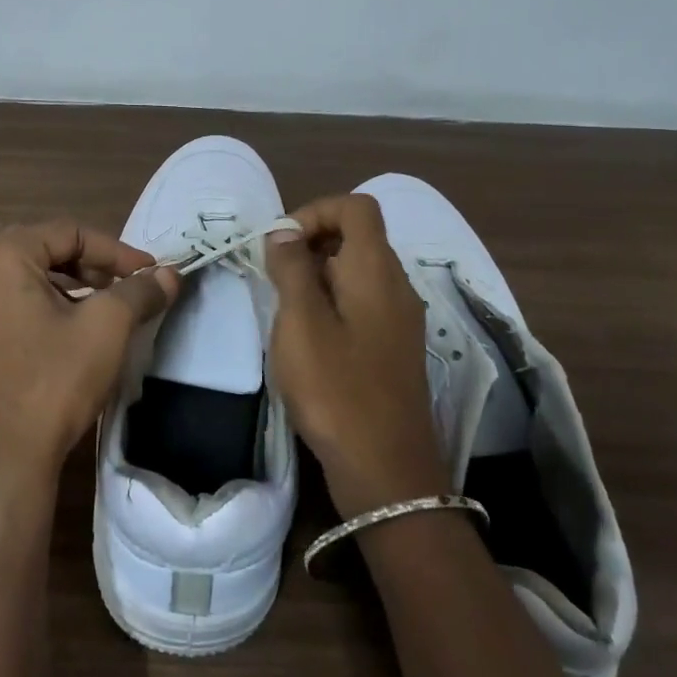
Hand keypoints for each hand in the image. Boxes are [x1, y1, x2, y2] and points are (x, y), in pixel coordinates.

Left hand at [0, 220, 178, 485]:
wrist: (2, 462)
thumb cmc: (54, 382)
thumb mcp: (107, 328)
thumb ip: (139, 291)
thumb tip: (169, 274)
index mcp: (1, 258)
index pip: (69, 232)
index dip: (115, 250)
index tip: (148, 273)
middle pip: (43, 251)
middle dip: (91, 266)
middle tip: (124, 288)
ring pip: (24, 282)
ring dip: (67, 288)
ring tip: (100, 312)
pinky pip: (6, 309)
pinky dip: (40, 310)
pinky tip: (64, 338)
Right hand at [266, 194, 449, 519]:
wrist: (387, 469)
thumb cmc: (336, 388)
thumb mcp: (301, 322)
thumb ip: (292, 268)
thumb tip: (286, 232)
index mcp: (376, 269)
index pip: (355, 206)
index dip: (315, 211)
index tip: (280, 244)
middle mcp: (397, 284)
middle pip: (358, 236)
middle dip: (312, 244)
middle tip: (275, 278)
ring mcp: (401, 318)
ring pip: (358, 271)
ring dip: (319, 275)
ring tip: (286, 311)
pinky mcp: (396, 346)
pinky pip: (363, 302)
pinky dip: (334, 303)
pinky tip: (309, 339)